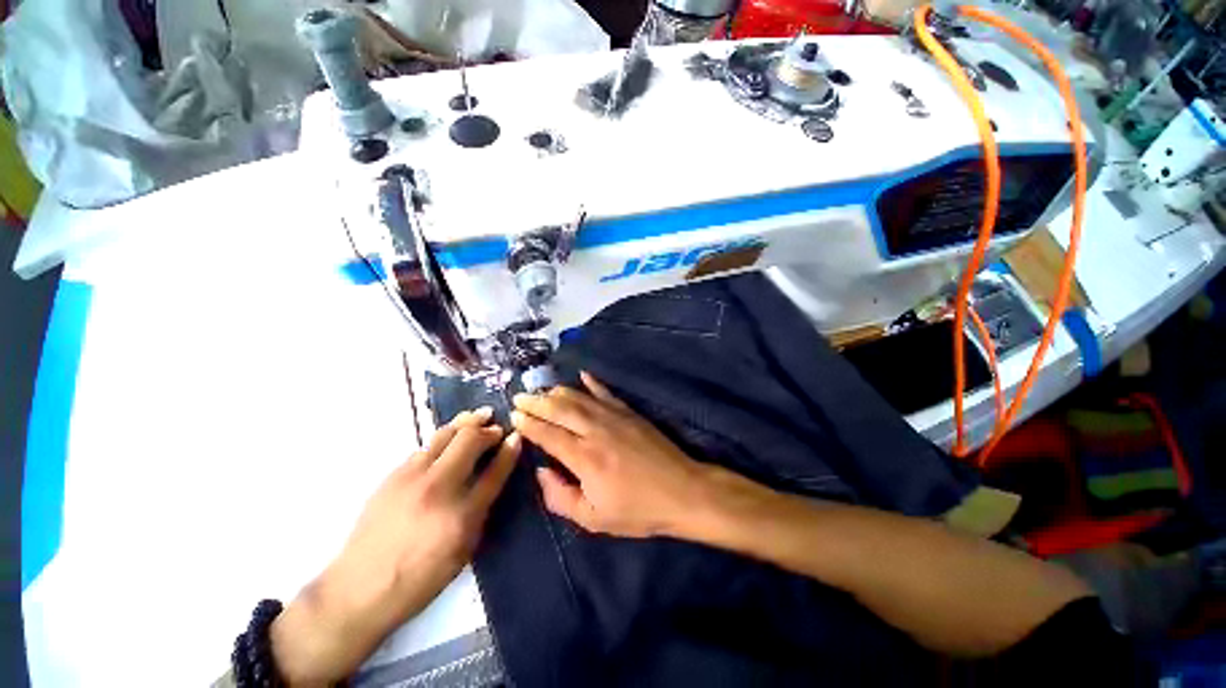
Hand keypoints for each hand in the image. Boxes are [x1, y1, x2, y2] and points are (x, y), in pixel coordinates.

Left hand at [271, 408, 519, 685]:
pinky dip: (443, 438)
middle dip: (488, 428)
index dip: (509, 450)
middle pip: (469, 440)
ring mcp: (412, 478)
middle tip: (497, 426)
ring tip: (478, 416)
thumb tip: (491, 477)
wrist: (358, 590)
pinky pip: (425, 447)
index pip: (494, 471)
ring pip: (444, 435)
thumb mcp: (463, 550)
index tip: (516, 437)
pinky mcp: (392, 476)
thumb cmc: (419, 578)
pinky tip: (449, 440)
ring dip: (465, 423)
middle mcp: (438, 488)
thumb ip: (481, 510)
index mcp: (462, 514)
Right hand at [511, 372, 712, 537]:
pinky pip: (606, 392)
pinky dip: (592, 383)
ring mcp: (614, 417)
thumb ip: (561, 497)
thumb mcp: (594, 518)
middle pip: (559, 410)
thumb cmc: (637, 510)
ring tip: (542, 390)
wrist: (682, 491)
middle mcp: (595, 430)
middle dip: (536, 402)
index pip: (548, 434)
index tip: (514, 415)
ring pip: (579, 397)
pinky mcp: (630, 412)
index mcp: (584, 457)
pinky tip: (582, 375)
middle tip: (519, 397)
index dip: (529, 424)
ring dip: (557, 392)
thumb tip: (542, 471)